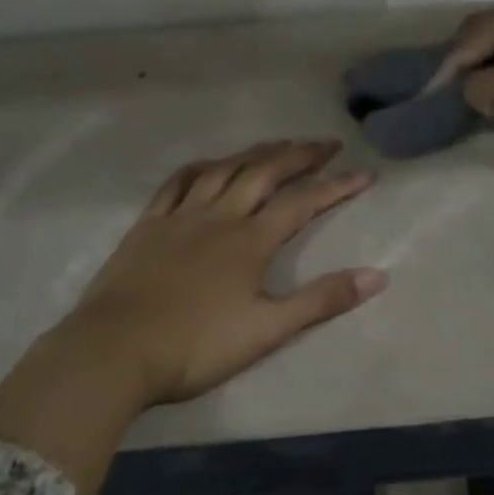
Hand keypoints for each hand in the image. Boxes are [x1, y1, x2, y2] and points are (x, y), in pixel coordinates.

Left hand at [67, 139, 385, 405]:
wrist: (116, 350)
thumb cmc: (196, 346)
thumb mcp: (268, 330)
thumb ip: (321, 300)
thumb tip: (378, 274)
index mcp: (250, 241)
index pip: (302, 203)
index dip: (336, 186)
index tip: (364, 173)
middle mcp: (219, 216)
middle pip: (264, 173)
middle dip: (299, 156)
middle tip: (325, 144)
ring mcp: (180, 216)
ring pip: (223, 170)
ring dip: (254, 153)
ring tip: (277, 145)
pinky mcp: (148, 225)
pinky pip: (176, 183)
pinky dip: (199, 168)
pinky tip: (208, 165)